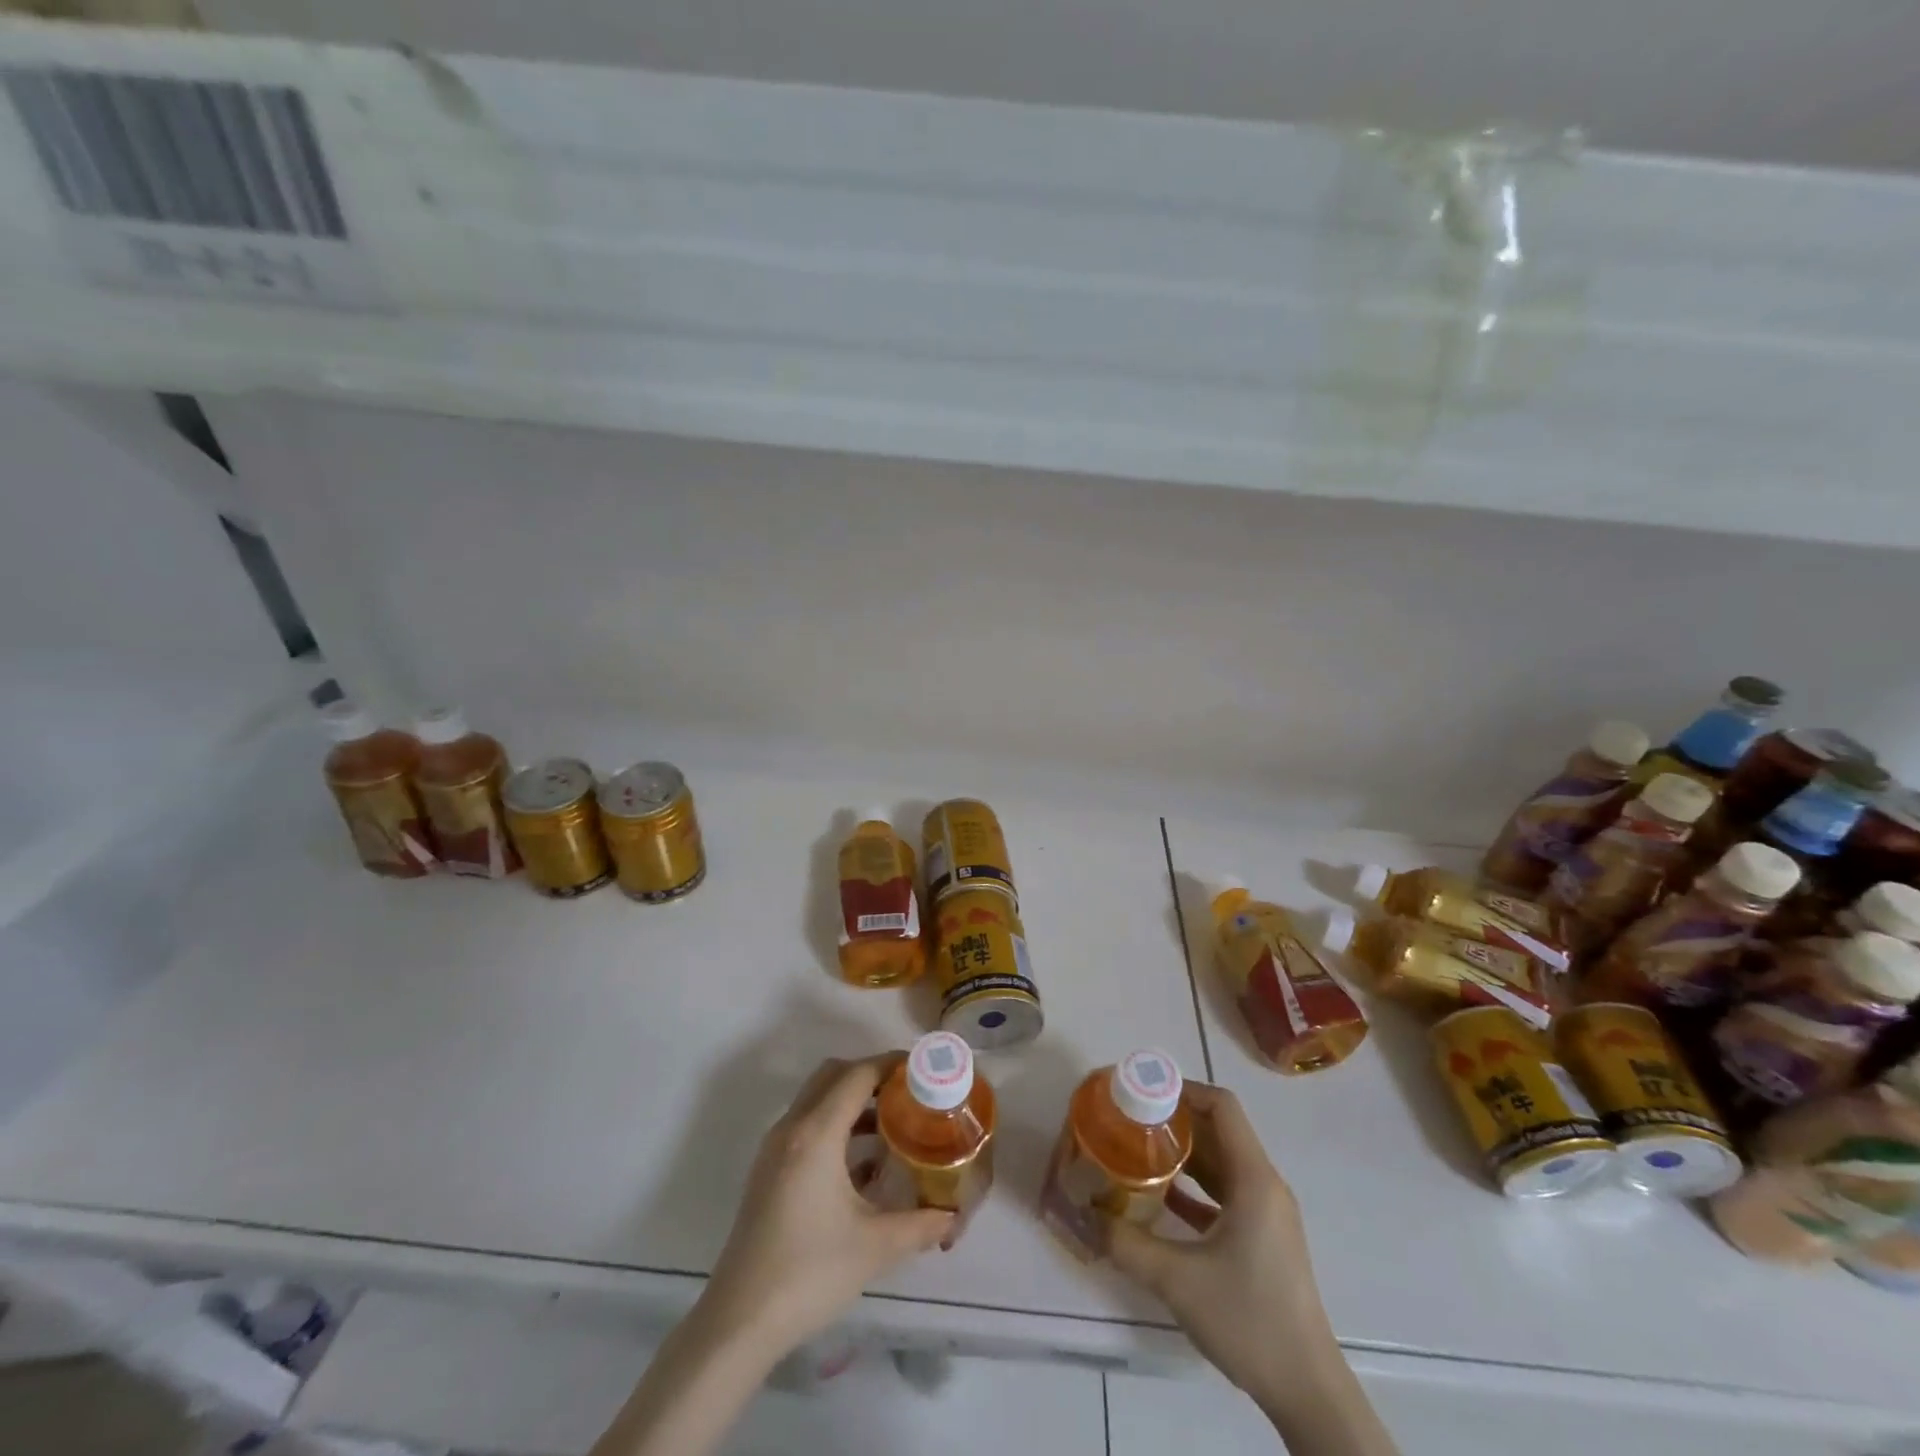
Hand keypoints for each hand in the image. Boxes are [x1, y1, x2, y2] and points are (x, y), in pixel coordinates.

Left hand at [698, 1054, 953, 1363]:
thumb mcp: (875, 1247)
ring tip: (894, 1123)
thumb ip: (920, 1225)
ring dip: (852, 1100)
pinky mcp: (769, 1170)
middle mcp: (792, 1128)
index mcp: (816, 1134)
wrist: (739, 1322)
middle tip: (908, 1093)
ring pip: (817, 1098)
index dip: (891, 1064)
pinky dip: (836, 1124)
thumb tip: (952, 1217)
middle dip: (871, 1075)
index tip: (923, 1070)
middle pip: (834, 1075)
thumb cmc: (809, 1274)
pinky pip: (807, 1124)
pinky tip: (863, 1162)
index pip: (858, 1075)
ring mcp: (775, 1148)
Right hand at [1104, 1083, 1340, 1409]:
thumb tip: (1087, 1217)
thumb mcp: (1177, 1280)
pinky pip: (1224, 1194)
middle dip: (1174, 1120)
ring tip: (1137, 1150)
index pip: (1222, 1107)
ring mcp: (1266, 1213)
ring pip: (1221, 1163)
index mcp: (1253, 1179)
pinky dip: (1193, 1186)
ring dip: (1182, 1153)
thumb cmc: (1248, 1319)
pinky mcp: (1262, 1238)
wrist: (1306, 1390)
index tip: (1143, 1093)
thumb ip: (1127, 1244)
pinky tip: (1159, 1197)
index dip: (1183, 1089)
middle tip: (1129, 1120)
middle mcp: (1264, 1185)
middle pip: (1219, 1131)